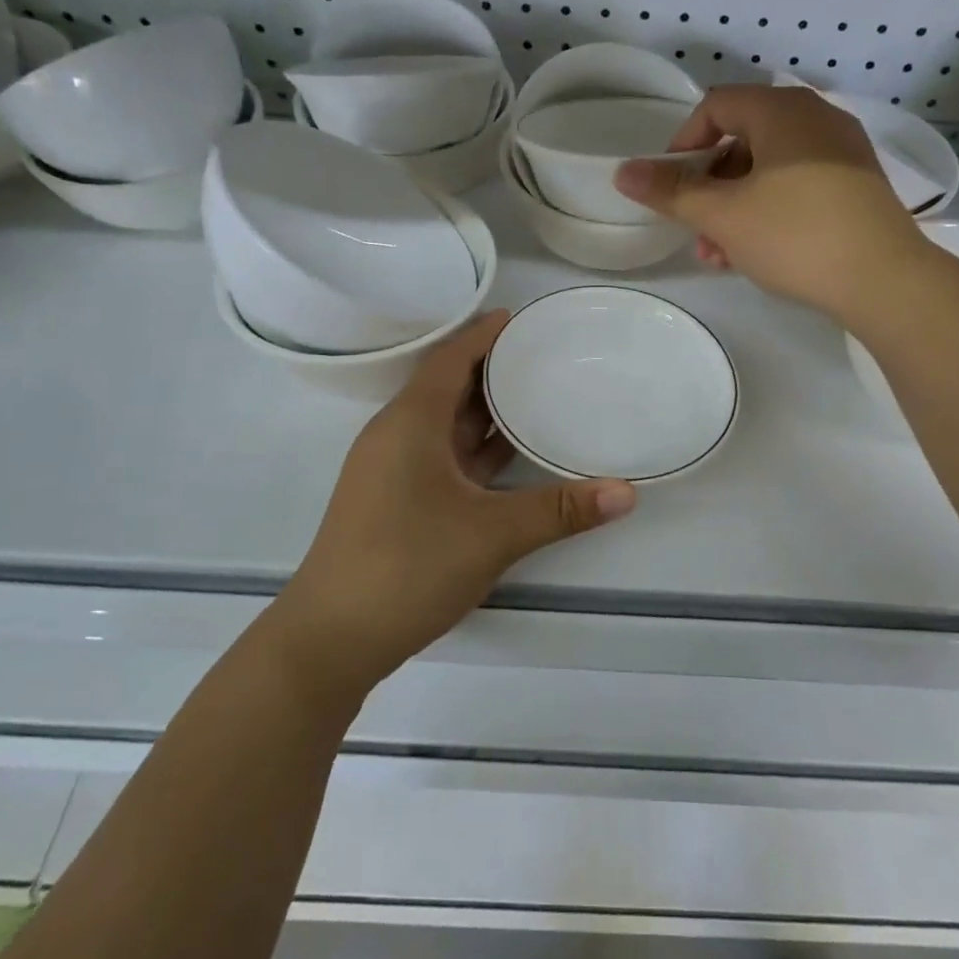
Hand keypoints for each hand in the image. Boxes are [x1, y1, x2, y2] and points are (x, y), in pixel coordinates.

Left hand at [286, 312, 635, 688]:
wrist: (330, 640)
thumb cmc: (406, 566)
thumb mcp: (492, 534)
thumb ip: (560, 510)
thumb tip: (627, 493)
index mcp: (410, 423)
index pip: (449, 360)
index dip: (482, 335)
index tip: (517, 318)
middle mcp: (396, 437)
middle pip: (446, 387)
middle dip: (490, 369)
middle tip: (540, 355)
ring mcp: (391, 472)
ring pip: (443, 426)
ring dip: (483, 411)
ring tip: (534, 396)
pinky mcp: (394, 503)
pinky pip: (441, 457)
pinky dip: (474, 449)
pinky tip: (508, 457)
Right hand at [613, 85, 928, 322]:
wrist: (885, 280)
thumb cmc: (795, 235)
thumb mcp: (723, 215)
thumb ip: (671, 192)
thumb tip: (623, 172)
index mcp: (782, 110)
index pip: (715, 106)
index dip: (682, 144)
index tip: (670, 187)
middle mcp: (815, 118)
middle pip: (741, 141)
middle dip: (708, 189)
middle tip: (694, 231)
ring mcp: (841, 151)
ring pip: (768, 170)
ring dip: (734, 208)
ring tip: (719, 256)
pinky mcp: (856, 185)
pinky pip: (797, 186)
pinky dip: (768, 211)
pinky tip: (755, 254)